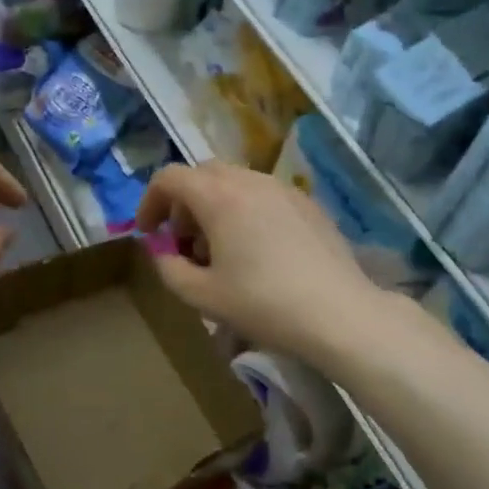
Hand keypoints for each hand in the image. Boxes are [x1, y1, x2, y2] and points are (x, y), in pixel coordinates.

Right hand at [137, 162, 391, 366]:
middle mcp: (250, 181)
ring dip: (215, 205)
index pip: (170, 177)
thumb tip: (162, 251)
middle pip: (202, 174)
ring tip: (220, 249)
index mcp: (218, 196)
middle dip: (183, 203)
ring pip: (235, 182)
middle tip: (184, 242)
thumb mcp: (202, 295)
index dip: (150, 202)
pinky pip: (263, 194)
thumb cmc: (263, 304)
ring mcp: (283, 189)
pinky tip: (257, 250)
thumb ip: (168, 268)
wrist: (338, 314)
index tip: (149, 233)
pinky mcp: (308, 203)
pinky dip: (245, 209)